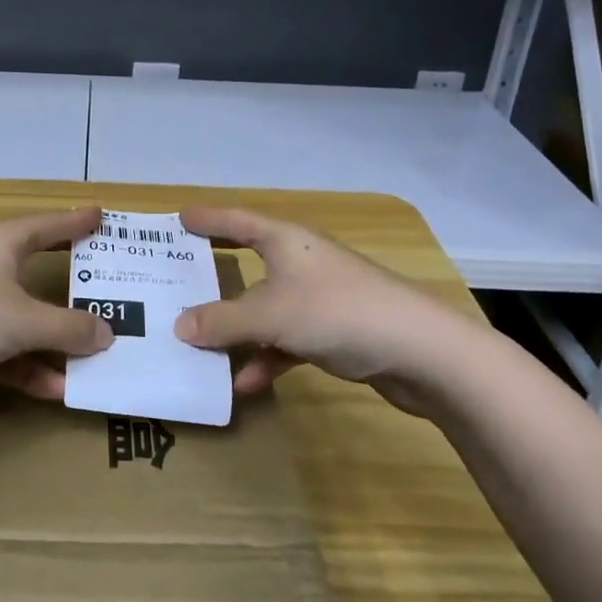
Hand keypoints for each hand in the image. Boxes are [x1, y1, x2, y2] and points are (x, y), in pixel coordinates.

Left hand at [0, 207, 114, 411]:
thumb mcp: (22, 320)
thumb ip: (68, 327)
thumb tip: (108, 334)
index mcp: (3, 243)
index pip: (50, 224)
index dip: (77, 221)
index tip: (103, 216)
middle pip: (40, 271)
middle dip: (74, 286)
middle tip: (114, 291)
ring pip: (24, 318)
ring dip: (55, 340)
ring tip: (97, 357)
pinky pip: (4, 351)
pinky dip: (27, 368)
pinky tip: (56, 390)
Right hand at [172, 207, 489, 413]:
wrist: (422, 352)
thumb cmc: (337, 312)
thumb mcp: (271, 314)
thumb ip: (222, 321)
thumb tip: (178, 326)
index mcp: (285, 241)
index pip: (236, 220)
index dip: (207, 219)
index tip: (178, 217)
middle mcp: (301, 262)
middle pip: (248, 263)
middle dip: (215, 276)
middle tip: (178, 278)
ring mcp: (320, 297)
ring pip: (266, 308)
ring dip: (238, 330)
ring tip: (200, 348)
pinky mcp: (336, 331)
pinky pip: (287, 339)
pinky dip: (267, 357)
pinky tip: (247, 384)